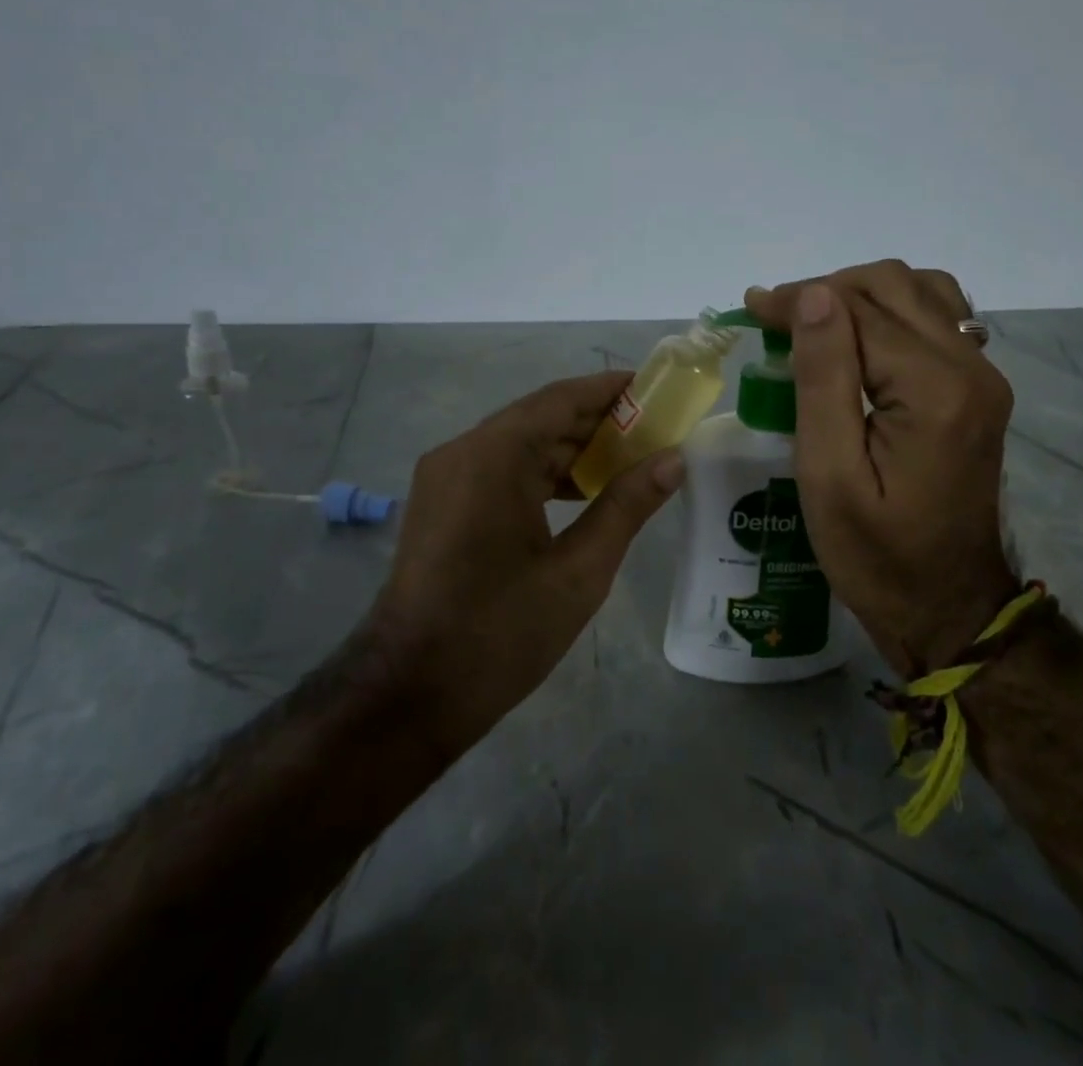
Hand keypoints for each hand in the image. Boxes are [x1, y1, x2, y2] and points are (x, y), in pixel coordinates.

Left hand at [367, 372, 683, 754]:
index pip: (560, 399)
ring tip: (627, 459)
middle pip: (539, 418)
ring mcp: (445, 477)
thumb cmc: (500, 632)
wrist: (410, 694)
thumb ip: (627, 506)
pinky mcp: (441, 503)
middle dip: (596, 421)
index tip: (654, 388)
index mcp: (493, 456)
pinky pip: (498, 469)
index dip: (609, 390)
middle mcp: (462, 451)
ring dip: (569, 448)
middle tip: (653, 429)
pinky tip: (580, 492)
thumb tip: (673, 460)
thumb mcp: (579, 571)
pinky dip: (540, 473)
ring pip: (518, 444)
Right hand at [744, 261, 1017, 678]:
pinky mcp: (979, 390)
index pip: (858, 310)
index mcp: (933, 390)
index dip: (799, 300)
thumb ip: (823, 378)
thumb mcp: (829, 474)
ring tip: (814, 325)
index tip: (750, 307)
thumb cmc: (876, 554)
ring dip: (862, 294)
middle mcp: (970, 368)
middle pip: (894, 286)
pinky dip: (892, 311)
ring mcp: (983, 376)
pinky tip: (861, 339)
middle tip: (775, 319)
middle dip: (827, 289)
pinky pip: (937, 320)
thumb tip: (813, 296)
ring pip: (921, 292)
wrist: (948, 606)